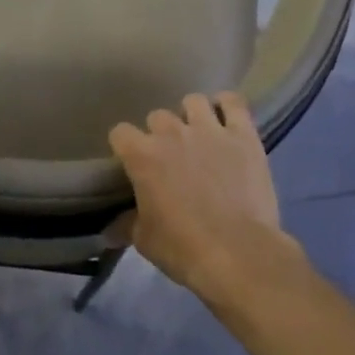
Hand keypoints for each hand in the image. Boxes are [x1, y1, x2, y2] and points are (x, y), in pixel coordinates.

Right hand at [108, 92, 300, 304]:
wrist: (238, 252)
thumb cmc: (183, 248)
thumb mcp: (144, 240)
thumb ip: (127, 225)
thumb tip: (111, 229)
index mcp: (142, 156)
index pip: (120, 133)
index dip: (124, 147)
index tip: (131, 163)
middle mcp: (172, 133)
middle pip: (156, 116)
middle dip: (159, 134)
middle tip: (169, 157)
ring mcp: (210, 130)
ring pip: (193, 102)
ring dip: (191, 116)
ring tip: (198, 136)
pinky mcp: (244, 135)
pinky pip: (234, 103)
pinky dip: (227, 106)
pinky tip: (226, 119)